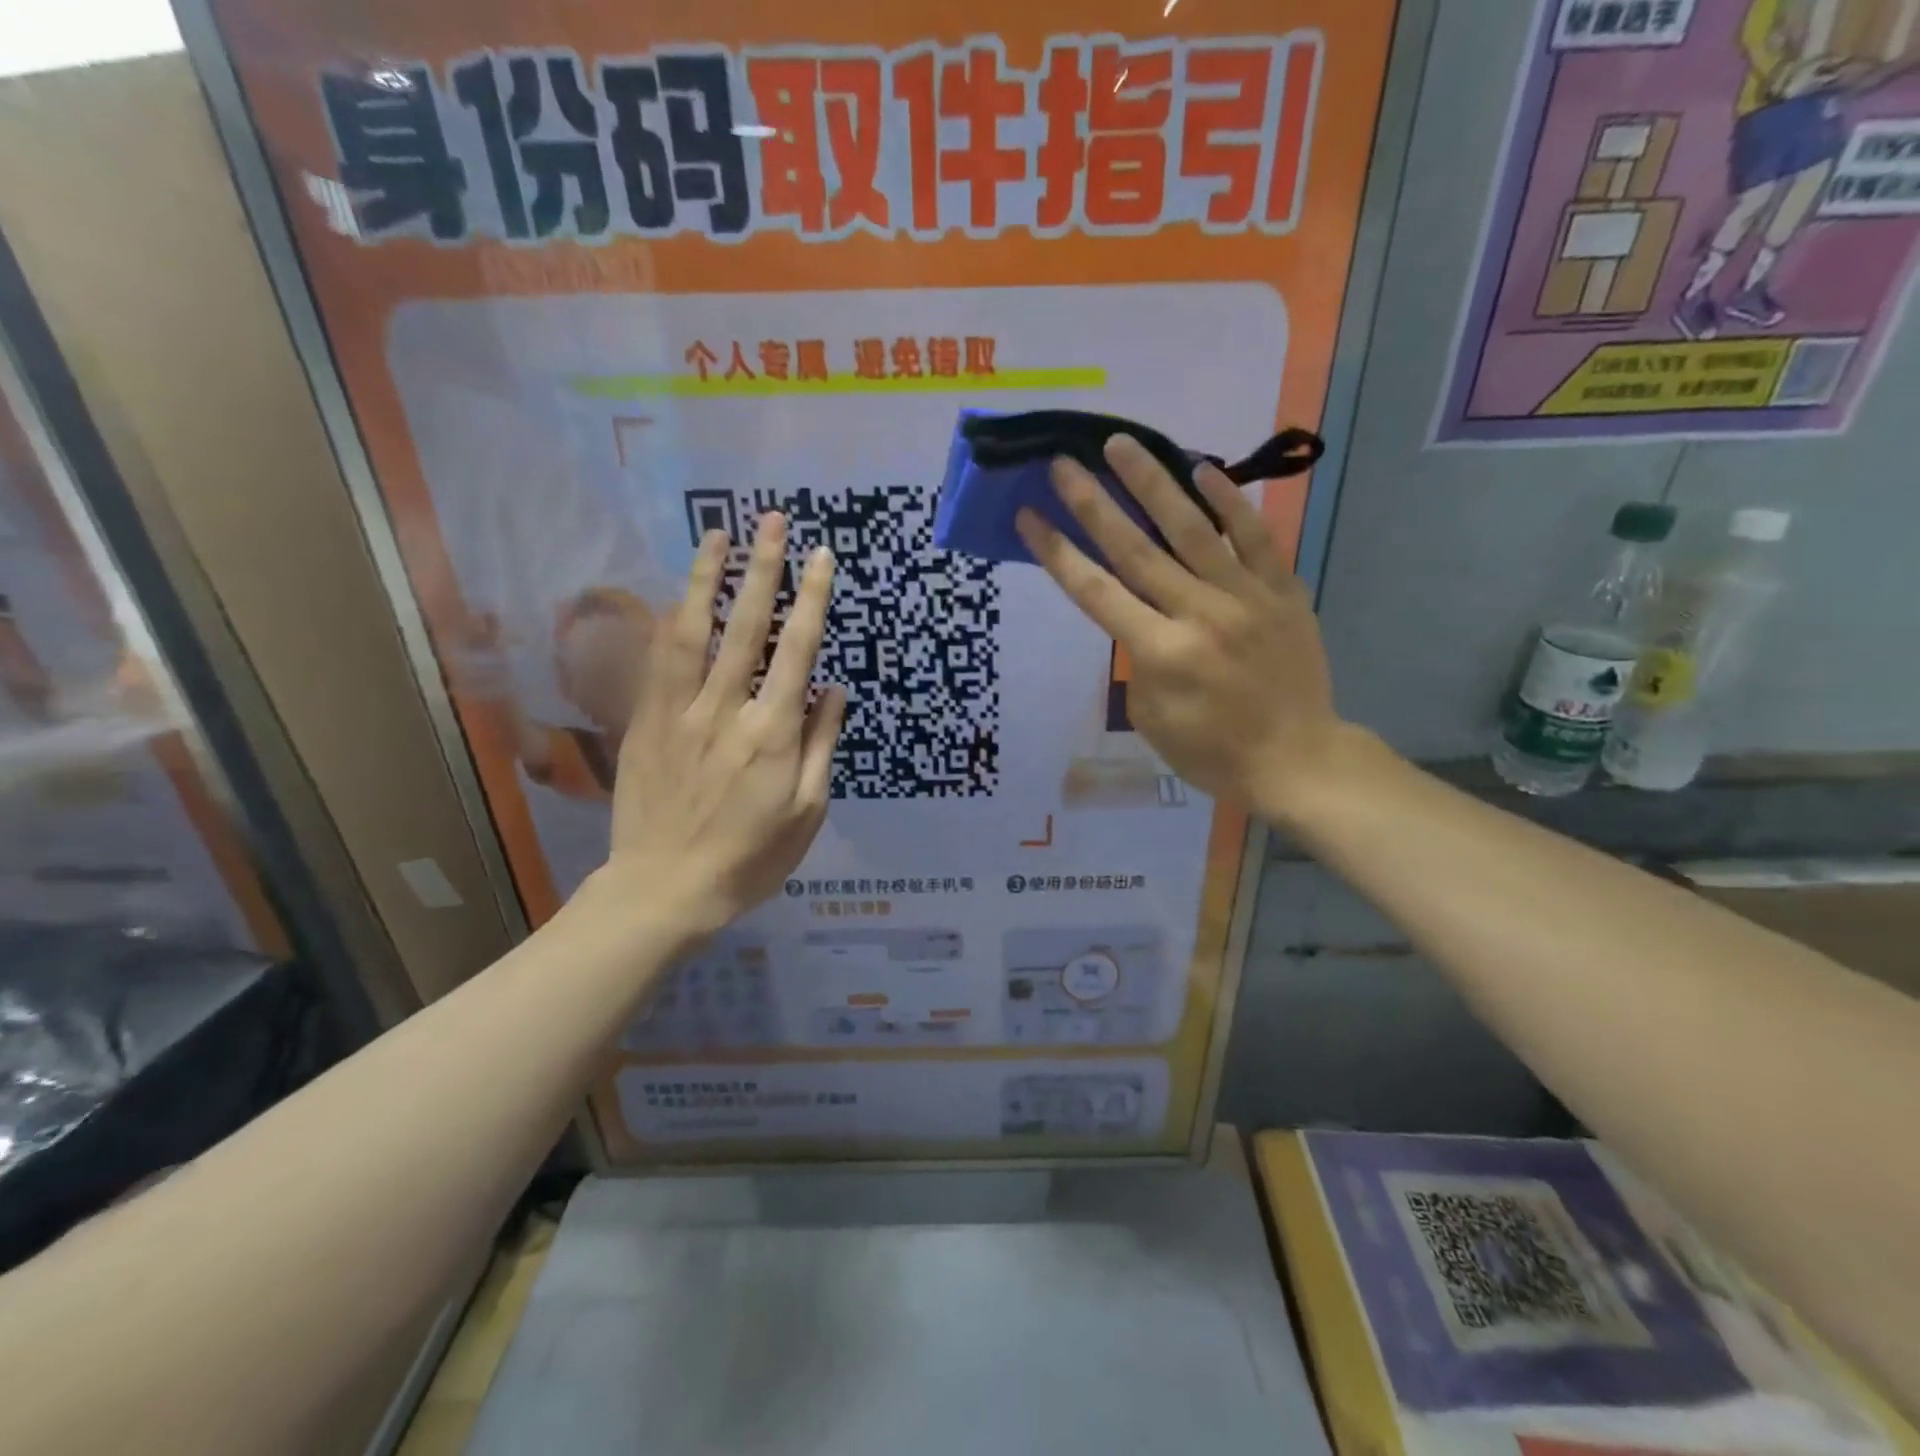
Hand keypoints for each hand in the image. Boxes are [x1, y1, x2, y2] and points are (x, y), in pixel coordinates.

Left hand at [585, 514, 844, 941]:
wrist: (665, 889)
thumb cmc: (750, 858)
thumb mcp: (807, 811)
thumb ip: (821, 744)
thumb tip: (833, 688)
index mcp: (772, 735)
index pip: (797, 652)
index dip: (812, 600)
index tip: (821, 557)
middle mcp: (725, 711)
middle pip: (746, 628)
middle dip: (762, 570)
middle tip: (772, 520)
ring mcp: (678, 713)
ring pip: (693, 633)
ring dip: (707, 580)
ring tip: (718, 536)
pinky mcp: (645, 723)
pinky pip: (656, 662)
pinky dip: (668, 621)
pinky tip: (677, 595)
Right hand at [1015, 435, 1348, 825]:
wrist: (1297, 760)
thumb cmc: (1211, 752)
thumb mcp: (1151, 717)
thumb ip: (1138, 659)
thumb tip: (1138, 615)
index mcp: (1161, 654)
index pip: (1097, 592)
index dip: (1059, 553)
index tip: (1030, 517)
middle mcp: (1200, 615)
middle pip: (1137, 549)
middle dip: (1094, 504)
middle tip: (1064, 463)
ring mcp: (1246, 598)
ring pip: (1192, 530)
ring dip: (1153, 484)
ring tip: (1122, 445)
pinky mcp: (1283, 591)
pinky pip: (1254, 537)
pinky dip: (1228, 503)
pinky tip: (1201, 471)